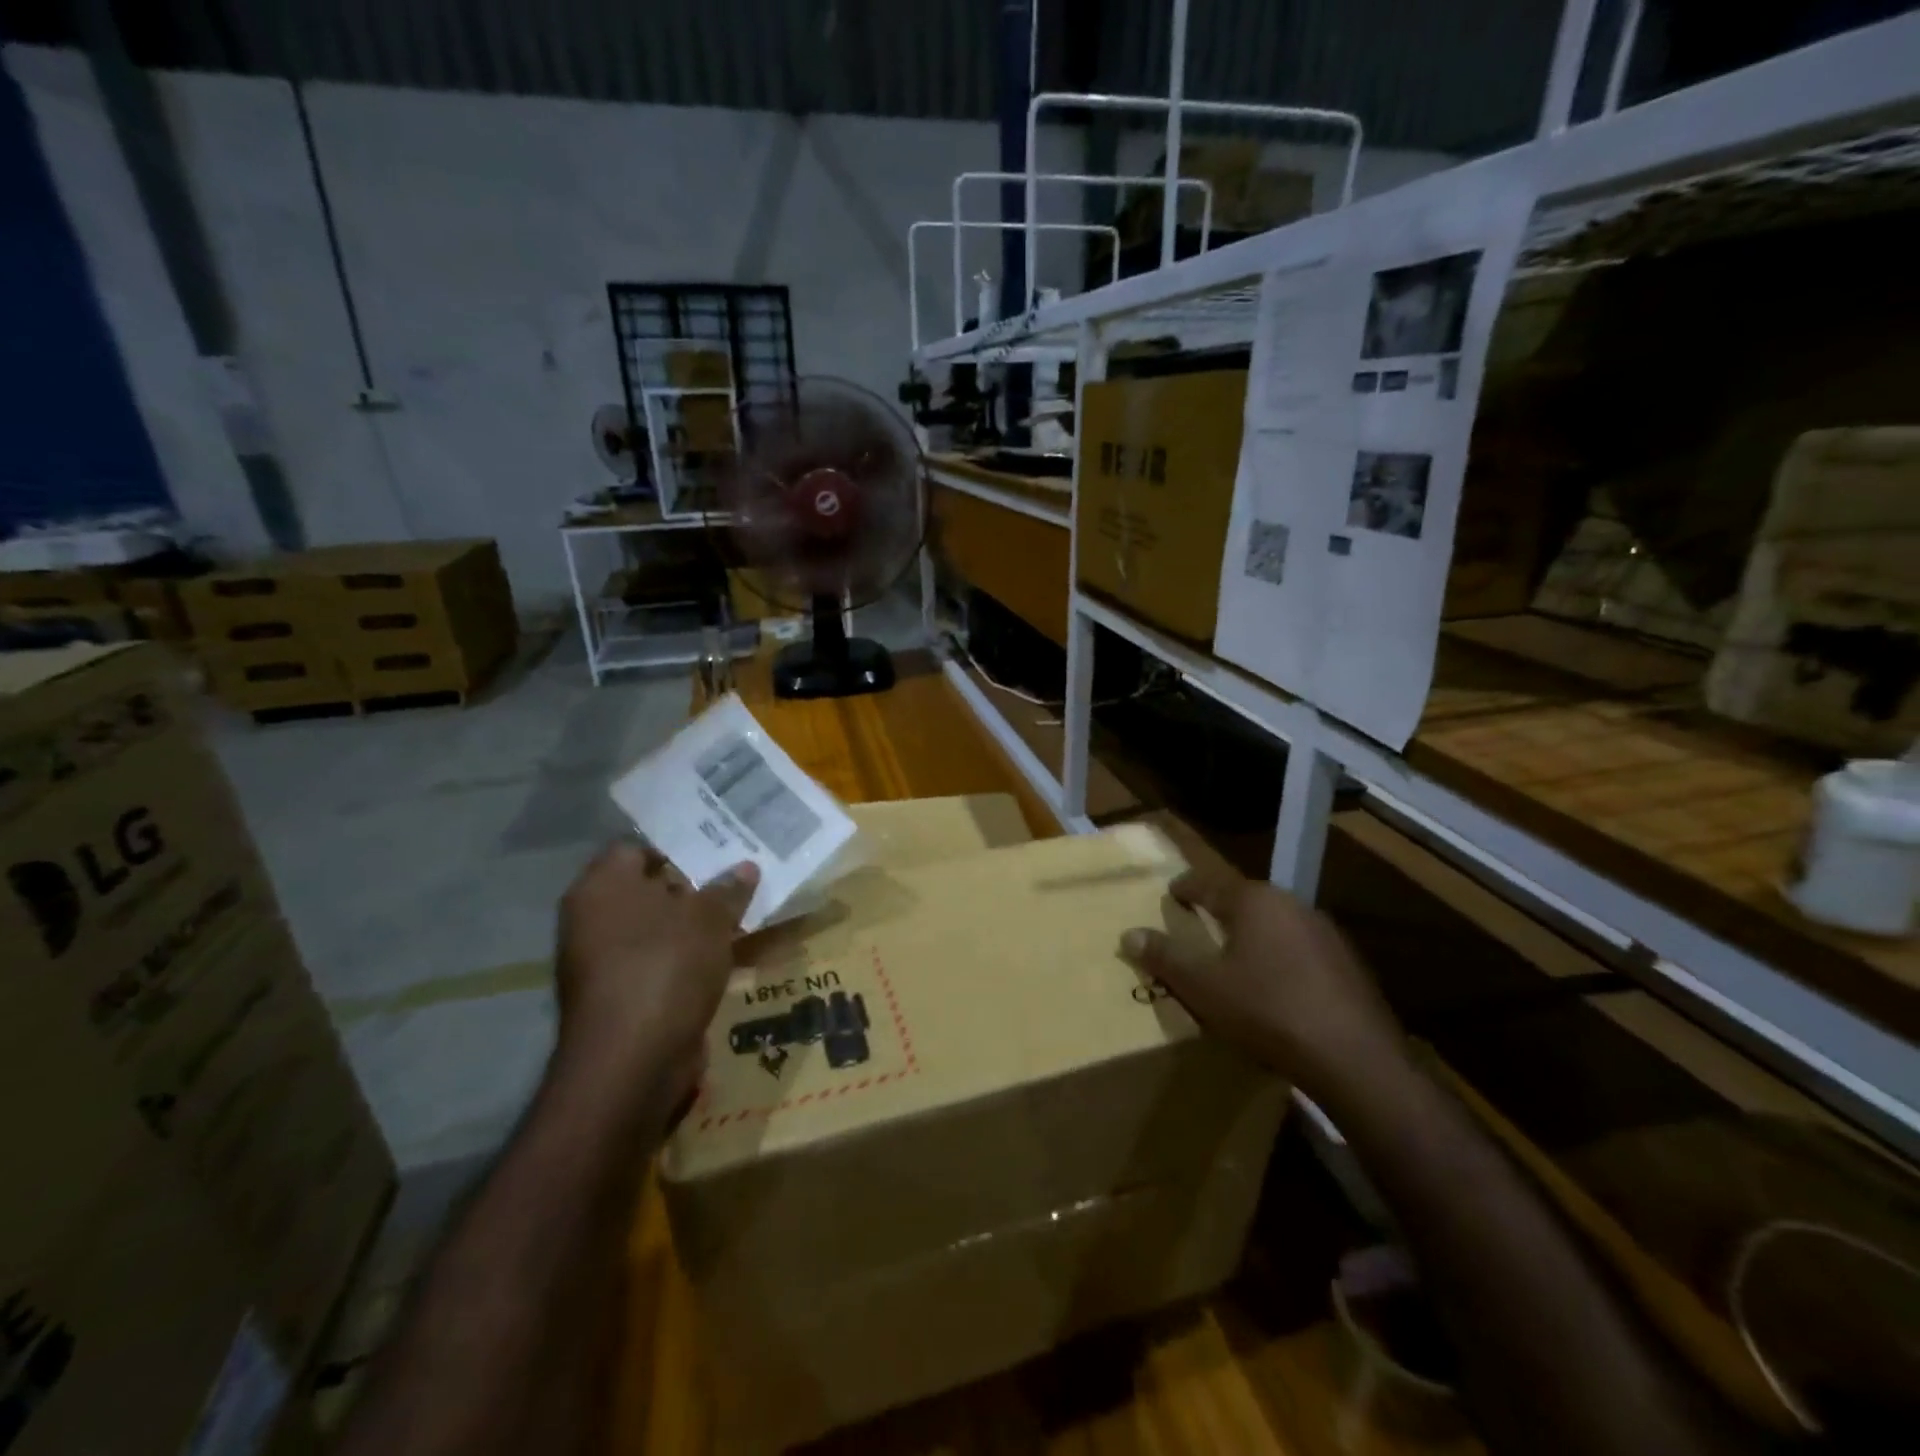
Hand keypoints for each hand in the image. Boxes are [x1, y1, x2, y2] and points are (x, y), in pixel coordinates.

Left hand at [554, 841, 757, 1117]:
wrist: (633, 1062)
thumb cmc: (665, 967)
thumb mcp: (709, 918)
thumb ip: (727, 889)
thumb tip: (745, 867)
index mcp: (602, 887)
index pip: (637, 847)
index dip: (679, 844)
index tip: (720, 845)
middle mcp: (594, 919)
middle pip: (650, 888)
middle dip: (695, 884)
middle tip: (740, 874)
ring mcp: (605, 961)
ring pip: (660, 928)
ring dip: (698, 923)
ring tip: (745, 911)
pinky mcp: (624, 996)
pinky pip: (663, 961)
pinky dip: (692, 956)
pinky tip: (731, 952)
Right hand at [1120, 864, 1405, 1106]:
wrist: (1355, 1060)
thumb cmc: (1267, 1011)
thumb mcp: (1203, 986)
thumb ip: (1165, 956)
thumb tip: (1129, 933)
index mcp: (1253, 900)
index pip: (1207, 882)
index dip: (1184, 888)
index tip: (1171, 894)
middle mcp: (1291, 904)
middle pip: (1244, 899)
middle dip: (1220, 911)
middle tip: (1198, 927)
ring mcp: (1325, 932)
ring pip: (1275, 924)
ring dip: (1252, 935)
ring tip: (1234, 958)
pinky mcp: (1349, 963)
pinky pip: (1300, 949)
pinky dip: (1280, 958)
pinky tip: (1276, 987)